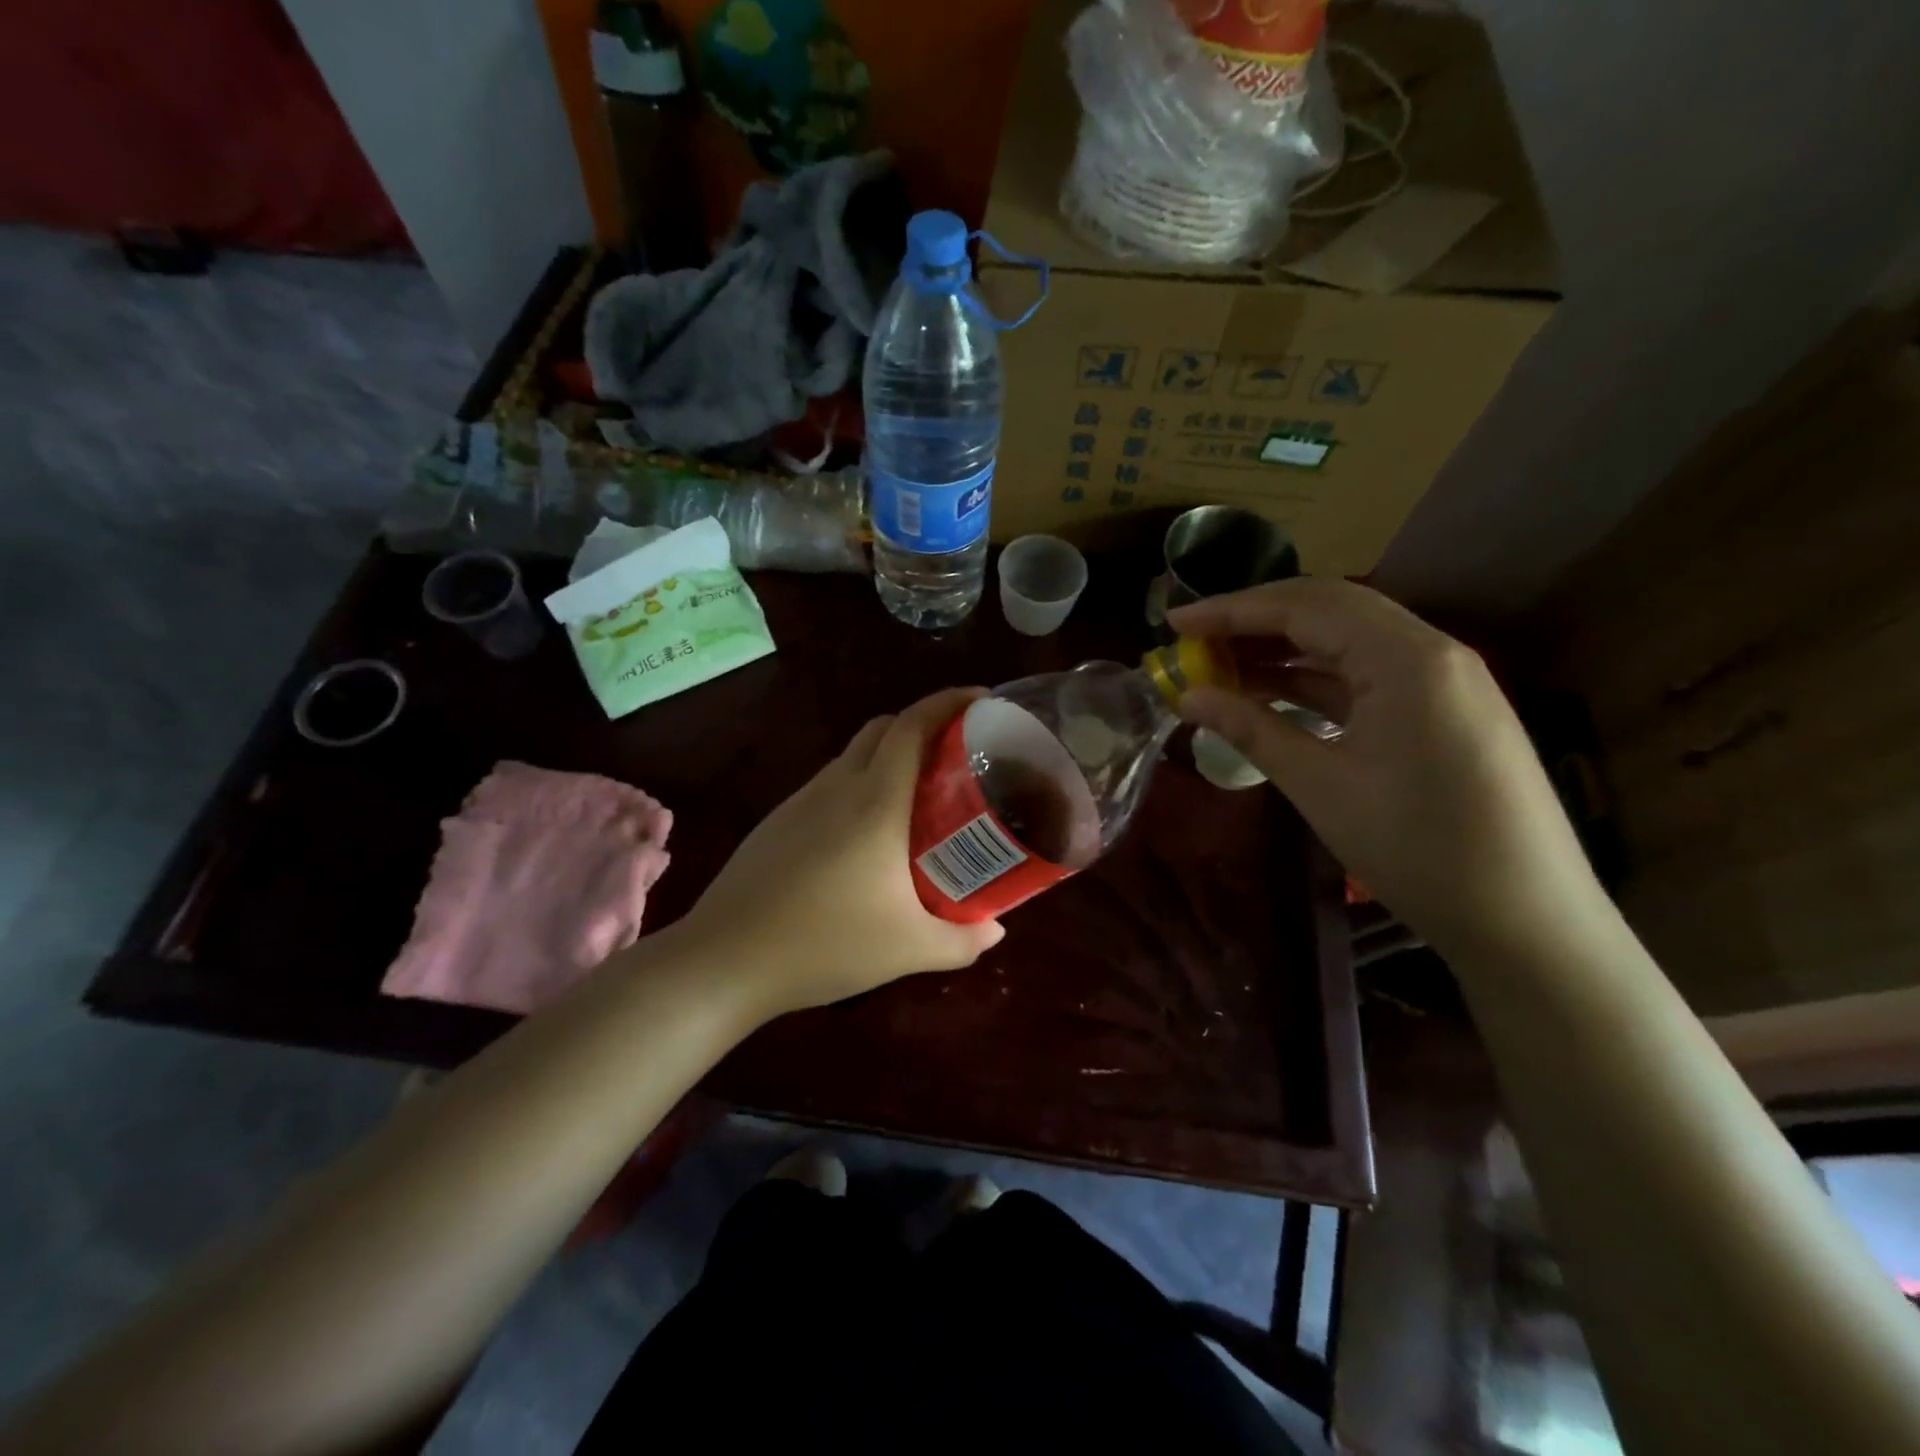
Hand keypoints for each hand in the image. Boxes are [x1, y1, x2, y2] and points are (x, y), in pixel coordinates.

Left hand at [677, 688, 1005, 1018]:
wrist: (726, 959)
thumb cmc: (826, 943)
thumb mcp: (909, 949)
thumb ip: (963, 940)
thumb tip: (995, 929)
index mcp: (875, 801)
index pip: (913, 725)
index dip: (949, 702)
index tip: (981, 700)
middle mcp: (837, 786)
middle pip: (884, 728)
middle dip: (923, 725)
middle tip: (957, 756)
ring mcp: (801, 801)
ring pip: (853, 756)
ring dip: (889, 758)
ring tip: (917, 799)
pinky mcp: (778, 822)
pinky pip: (830, 785)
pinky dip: (859, 787)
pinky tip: (866, 838)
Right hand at [1169, 578, 1604, 956]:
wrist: (1527, 922)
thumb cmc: (1417, 849)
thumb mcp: (1322, 786)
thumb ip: (1251, 728)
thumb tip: (1188, 696)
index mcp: (1407, 658)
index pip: (1305, 607)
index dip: (1232, 611)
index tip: (1174, 623)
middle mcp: (1431, 652)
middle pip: (1329, 611)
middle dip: (1255, 621)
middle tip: (1193, 641)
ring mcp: (1443, 681)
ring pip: (1349, 643)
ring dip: (1283, 650)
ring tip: (1221, 667)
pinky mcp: (1444, 711)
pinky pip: (1368, 676)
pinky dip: (1315, 680)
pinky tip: (1273, 695)